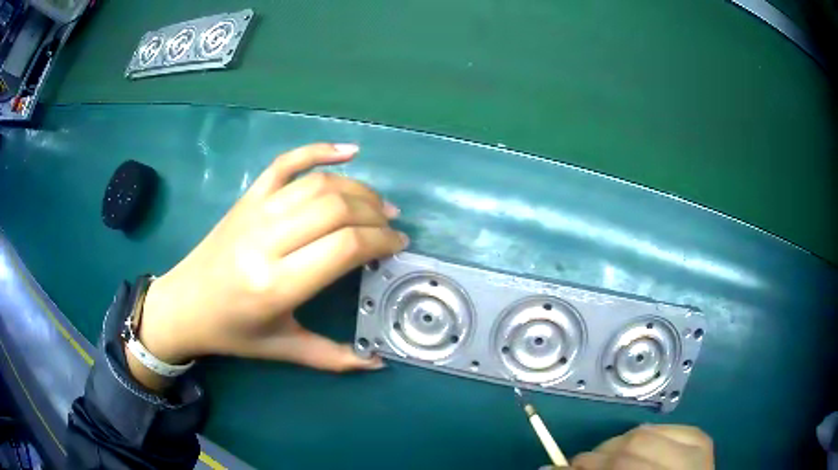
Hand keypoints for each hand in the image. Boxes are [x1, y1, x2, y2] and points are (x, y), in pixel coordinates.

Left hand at [131, 143, 406, 384]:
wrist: (184, 303)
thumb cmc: (233, 331)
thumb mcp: (283, 349)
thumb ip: (334, 358)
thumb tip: (379, 362)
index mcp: (276, 284)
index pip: (344, 246)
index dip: (381, 240)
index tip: (399, 246)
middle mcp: (266, 240)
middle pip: (336, 208)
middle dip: (375, 214)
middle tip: (392, 227)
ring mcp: (255, 211)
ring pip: (318, 184)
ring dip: (358, 189)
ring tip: (378, 205)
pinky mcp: (248, 197)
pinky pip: (286, 163)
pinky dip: (319, 150)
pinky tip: (350, 150)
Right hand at [566, 424, 713, 469]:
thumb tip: (549, 469)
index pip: (619, 466)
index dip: (586, 467)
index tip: (561, 468)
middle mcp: (684, 465)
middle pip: (631, 446)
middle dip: (597, 455)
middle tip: (582, 464)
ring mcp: (697, 448)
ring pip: (645, 433)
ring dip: (617, 444)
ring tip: (609, 458)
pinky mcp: (701, 438)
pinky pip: (665, 426)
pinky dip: (643, 435)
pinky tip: (637, 448)